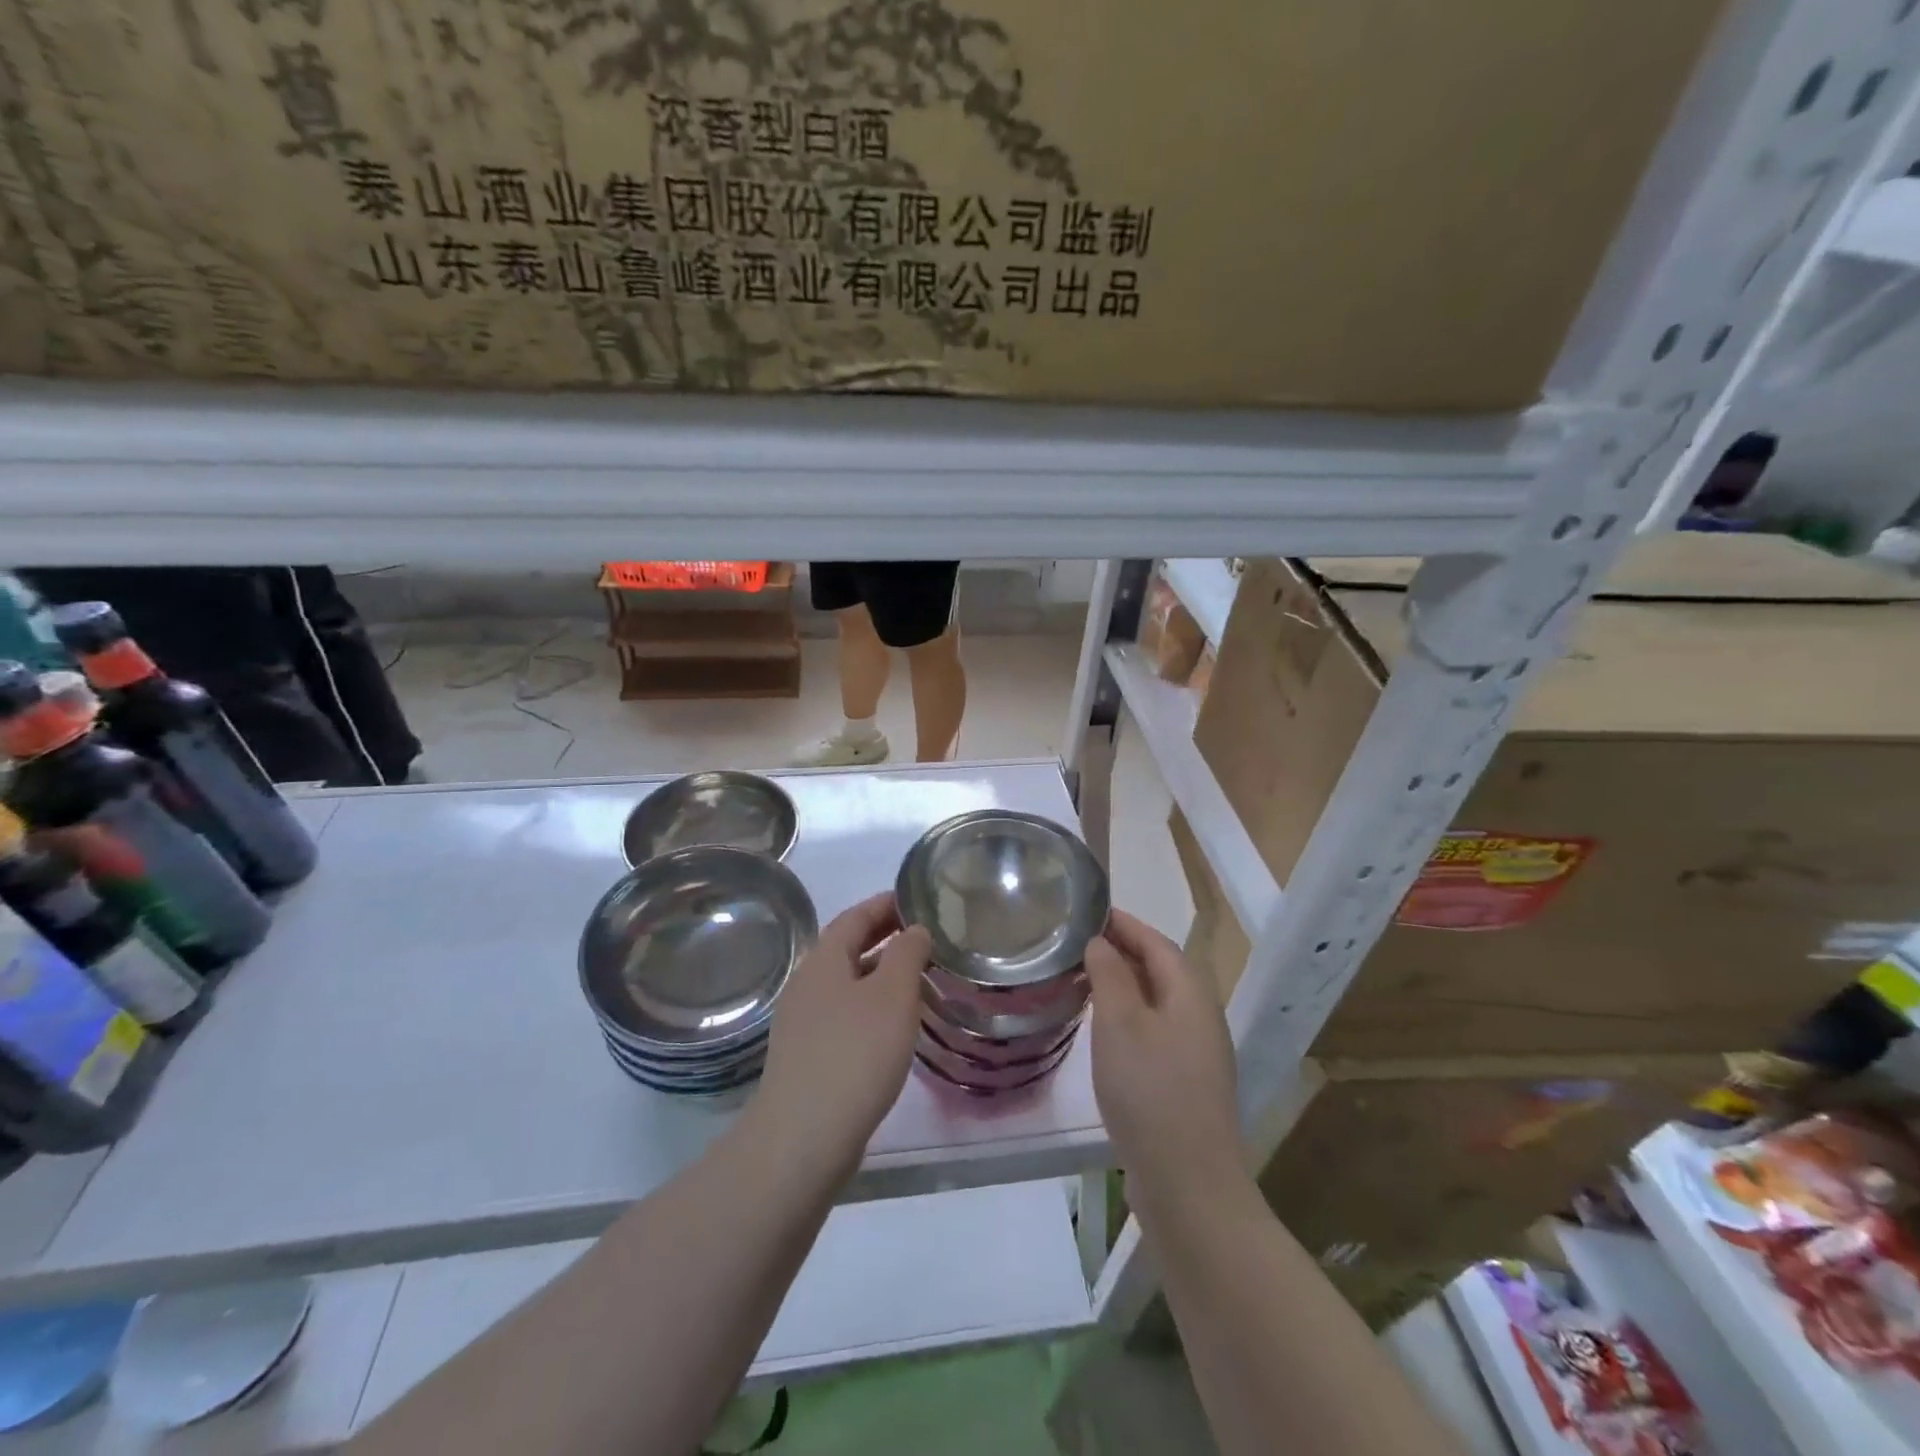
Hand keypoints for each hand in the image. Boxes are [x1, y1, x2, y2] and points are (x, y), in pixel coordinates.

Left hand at [751, 893, 929, 1177]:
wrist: (804, 1138)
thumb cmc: (855, 1053)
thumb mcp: (893, 994)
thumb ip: (907, 953)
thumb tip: (914, 929)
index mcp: (823, 960)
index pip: (856, 916)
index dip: (886, 904)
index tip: (917, 899)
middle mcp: (808, 984)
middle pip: (848, 947)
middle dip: (885, 937)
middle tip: (925, 934)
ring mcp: (804, 1022)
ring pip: (848, 983)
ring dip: (881, 973)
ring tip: (919, 977)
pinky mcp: (808, 1055)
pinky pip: (845, 1013)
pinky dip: (873, 1005)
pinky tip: (895, 1025)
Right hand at [1085, 910, 1244, 1209]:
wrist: (1189, 1185)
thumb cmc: (1150, 1091)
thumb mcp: (1120, 1024)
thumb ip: (1110, 975)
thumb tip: (1101, 942)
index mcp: (1191, 994)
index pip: (1157, 942)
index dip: (1124, 923)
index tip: (1090, 911)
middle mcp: (1202, 1016)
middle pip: (1162, 969)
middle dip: (1124, 951)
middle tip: (1079, 944)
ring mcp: (1199, 1053)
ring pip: (1159, 1001)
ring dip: (1125, 985)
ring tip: (1085, 980)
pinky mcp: (1188, 1083)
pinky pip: (1157, 1030)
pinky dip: (1131, 1017)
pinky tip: (1106, 1032)